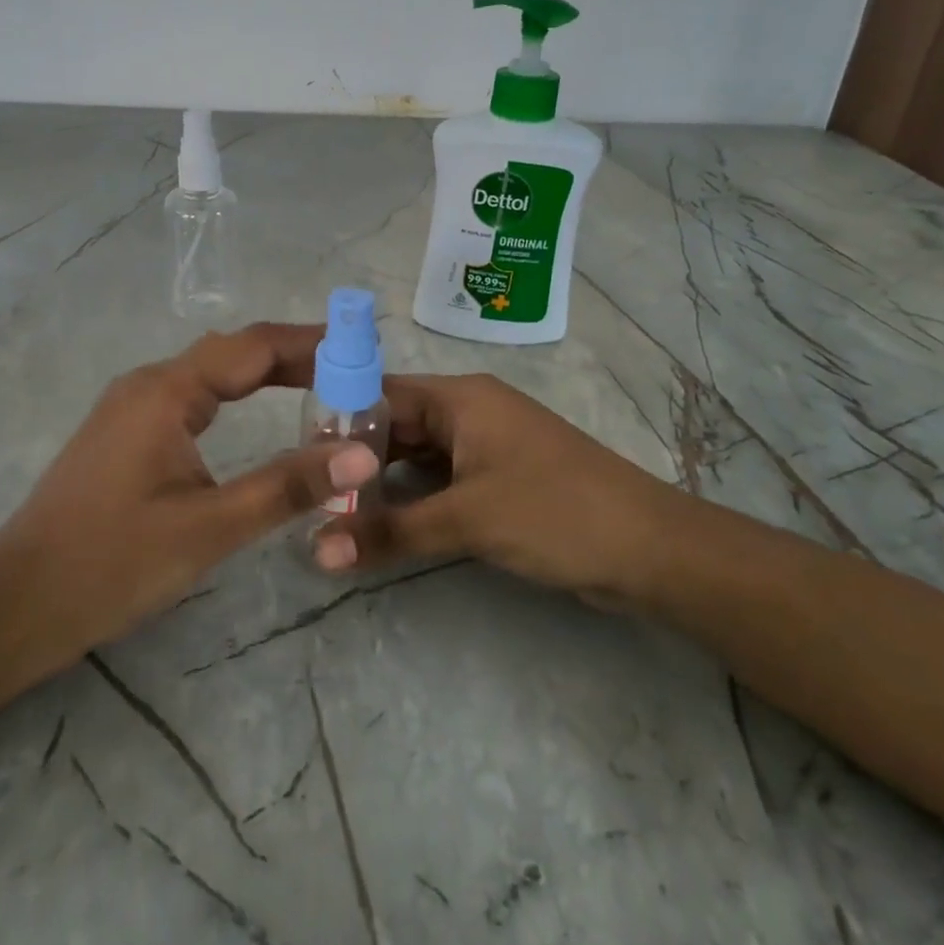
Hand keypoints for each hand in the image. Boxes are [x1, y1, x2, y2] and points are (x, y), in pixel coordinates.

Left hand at [0, 324, 378, 659]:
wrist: (16, 604)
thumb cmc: (113, 563)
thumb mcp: (211, 526)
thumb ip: (288, 486)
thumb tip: (363, 455)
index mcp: (167, 391)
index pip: (254, 346)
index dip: (312, 343)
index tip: (364, 351)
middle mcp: (148, 384)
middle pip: (233, 352)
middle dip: (294, 357)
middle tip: (353, 375)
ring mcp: (131, 406)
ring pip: (211, 373)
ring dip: (265, 374)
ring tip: (320, 388)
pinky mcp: (125, 433)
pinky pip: (192, 396)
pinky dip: (236, 396)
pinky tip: (255, 415)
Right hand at [315, 373, 676, 607]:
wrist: (650, 549)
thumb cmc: (555, 512)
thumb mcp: (467, 520)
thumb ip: (390, 533)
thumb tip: (314, 551)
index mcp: (461, 397)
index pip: (380, 392)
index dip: (337, 420)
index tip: (293, 456)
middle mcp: (469, 412)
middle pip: (395, 426)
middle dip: (353, 460)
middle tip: (303, 495)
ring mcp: (484, 448)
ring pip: (416, 457)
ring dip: (380, 484)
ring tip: (328, 514)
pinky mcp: (496, 481)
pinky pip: (439, 482)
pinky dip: (410, 501)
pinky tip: (378, 526)